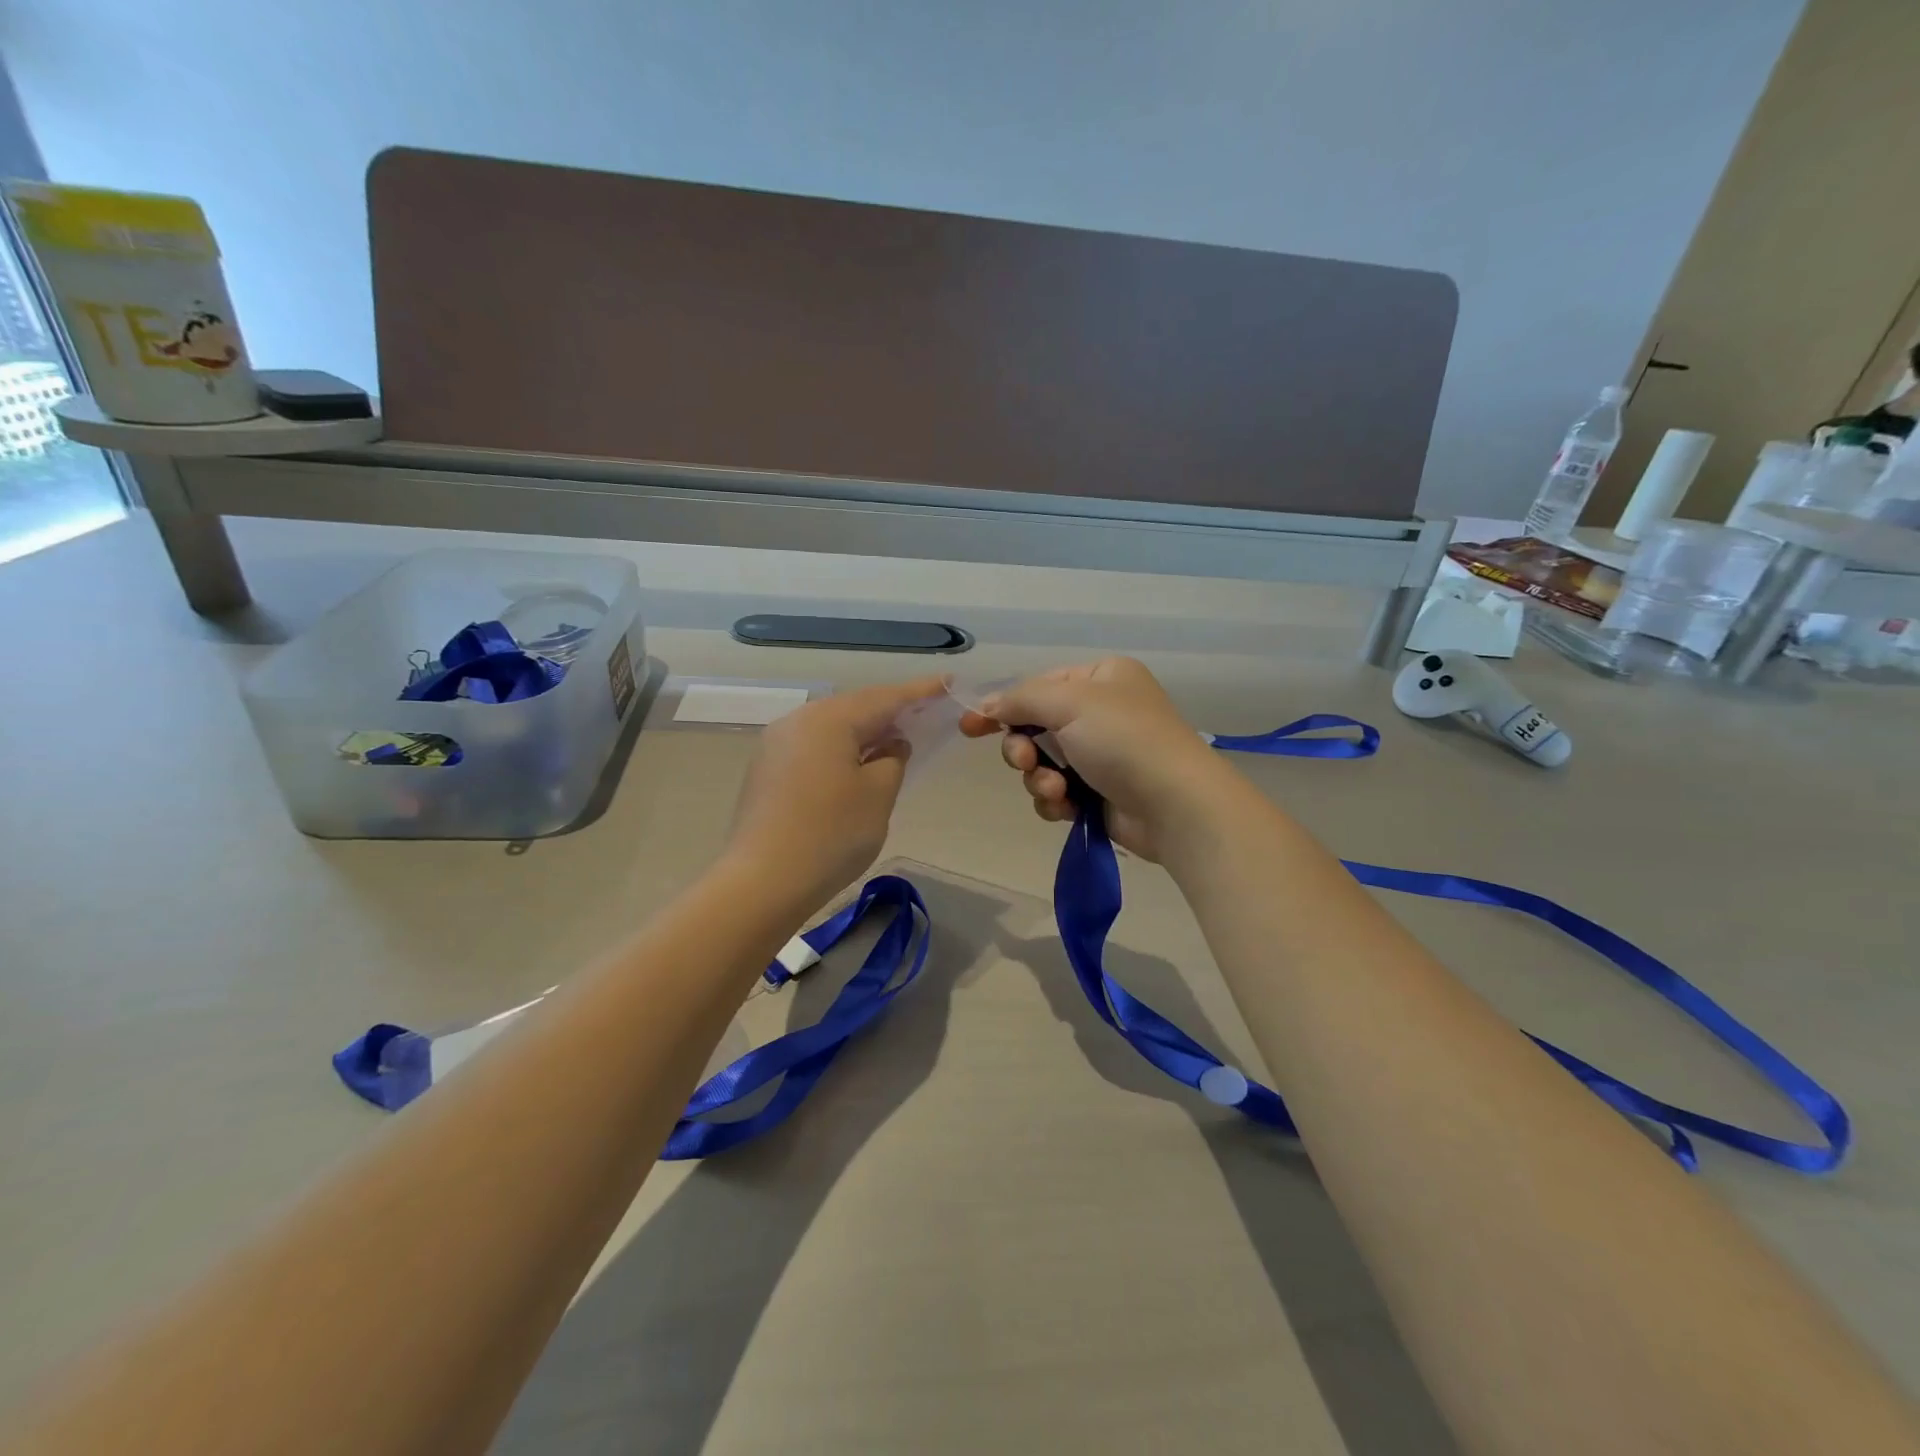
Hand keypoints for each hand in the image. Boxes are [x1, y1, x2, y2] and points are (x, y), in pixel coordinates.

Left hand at [726, 677, 946, 905]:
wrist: (761, 882)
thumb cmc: (831, 834)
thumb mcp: (878, 795)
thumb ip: (893, 760)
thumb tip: (891, 745)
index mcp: (829, 719)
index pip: (884, 698)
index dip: (919, 692)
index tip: (947, 682)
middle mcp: (798, 721)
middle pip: (854, 708)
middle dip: (890, 711)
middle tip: (924, 712)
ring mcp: (776, 745)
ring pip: (832, 728)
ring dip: (865, 732)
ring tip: (895, 738)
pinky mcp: (766, 770)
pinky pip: (814, 747)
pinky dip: (842, 749)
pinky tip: (857, 764)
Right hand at [959, 657, 1235, 860]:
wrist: (1175, 805)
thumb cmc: (1124, 740)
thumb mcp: (1070, 703)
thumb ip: (1020, 700)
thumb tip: (984, 705)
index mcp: (1100, 679)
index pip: (1038, 687)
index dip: (1003, 707)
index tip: (969, 727)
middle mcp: (1101, 713)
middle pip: (1035, 728)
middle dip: (1024, 750)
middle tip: (1027, 762)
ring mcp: (1101, 755)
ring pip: (1042, 764)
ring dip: (1040, 779)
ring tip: (1058, 791)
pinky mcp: (1100, 793)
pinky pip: (1058, 793)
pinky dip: (1056, 801)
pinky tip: (1068, 808)